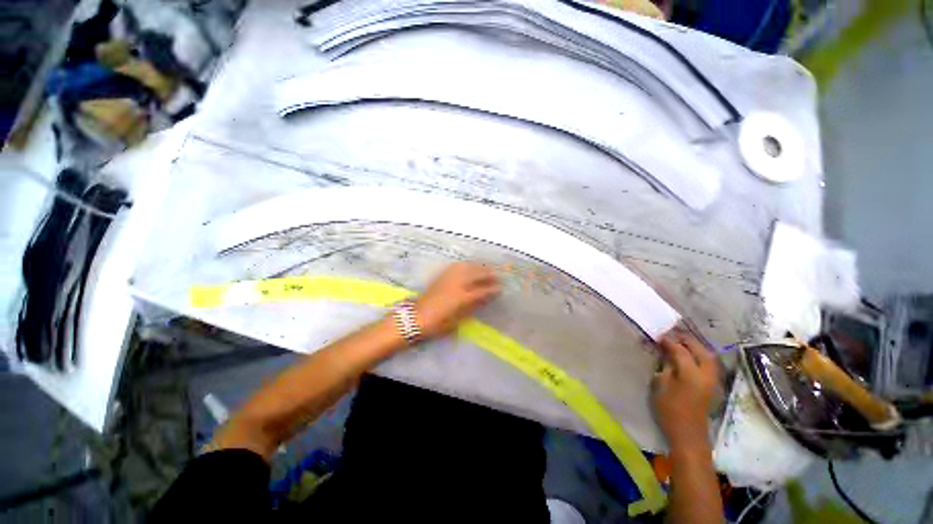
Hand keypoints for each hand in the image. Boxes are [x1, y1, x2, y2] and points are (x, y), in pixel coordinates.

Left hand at [414, 262, 500, 338]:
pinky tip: (470, 266)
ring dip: (480, 266)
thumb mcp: (458, 319)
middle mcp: (458, 283)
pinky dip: (468, 265)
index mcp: (463, 297)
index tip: (501, 288)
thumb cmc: (438, 323)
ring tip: (487, 268)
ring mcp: (449, 277)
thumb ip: (473, 306)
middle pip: (478, 273)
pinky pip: (458, 265)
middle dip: (490, 274)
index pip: (483, 290)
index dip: (494, 289)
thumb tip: (486, 298)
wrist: (416, 317)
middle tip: (498, 276)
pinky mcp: (442, 275)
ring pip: (469, 266)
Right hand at [652, 328, 720, 448]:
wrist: (688, 434)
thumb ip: (666, 366)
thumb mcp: (661, 385)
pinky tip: (690, 356)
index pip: (680, 350)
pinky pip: (708, 364)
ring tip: (682, 343)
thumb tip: (666, 354)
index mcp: (691, 373)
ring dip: (695, 347)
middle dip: (687, 340)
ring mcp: (712, 380)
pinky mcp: (713, 386)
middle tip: (672, 335)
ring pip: (708, 356)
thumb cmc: (670, 410)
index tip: (658, 336)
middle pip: (700, 350)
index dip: (669, 342)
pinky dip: (700, 356)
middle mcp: (706, 374)